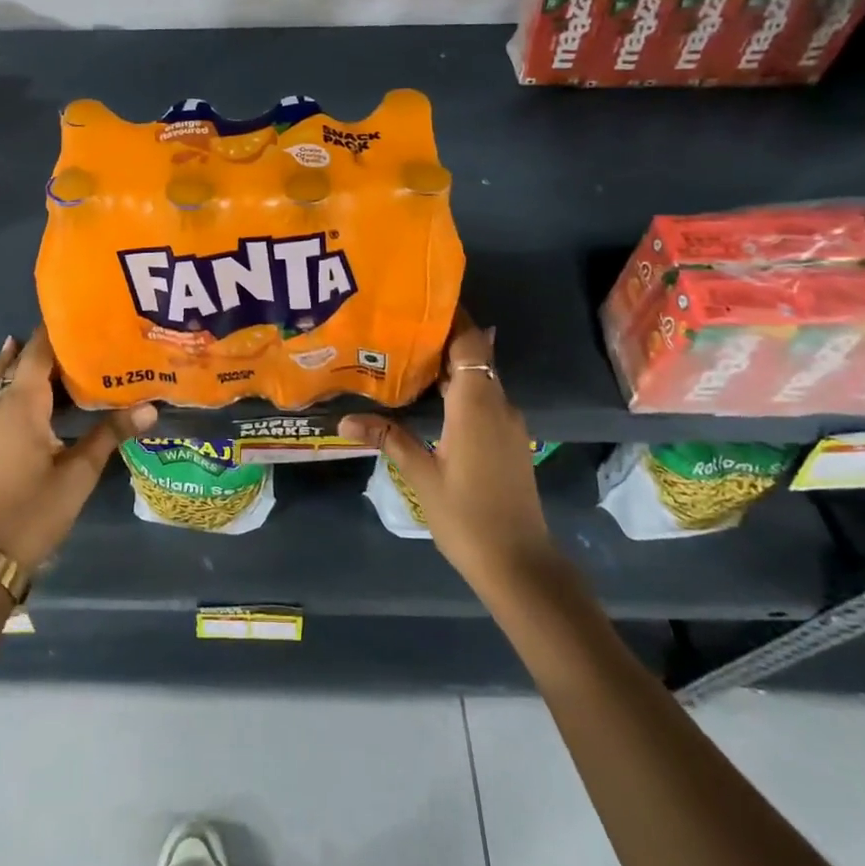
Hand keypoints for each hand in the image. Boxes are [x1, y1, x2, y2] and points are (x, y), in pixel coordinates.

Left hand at [0, 326, 156, 569]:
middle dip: (52, 343)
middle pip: (23, 360)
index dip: (59, 329)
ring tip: (61, 348)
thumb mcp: (80, 471)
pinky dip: (11, 379)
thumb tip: (150, 406)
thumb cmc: (36, 509)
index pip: (38, 351)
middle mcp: (2, 404)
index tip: (88, 312)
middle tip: (89, 332)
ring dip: (30, 360)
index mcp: (21, 404)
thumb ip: (111, 433)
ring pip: (6, 376)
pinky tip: (28, 383)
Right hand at [341, 314, 555, 599]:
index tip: (421, 301)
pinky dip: (459, 389)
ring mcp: (507, 424)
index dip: (452, 318)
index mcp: (477, 404)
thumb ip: (388, 439)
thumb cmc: (467, 517)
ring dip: (450, 365)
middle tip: (399, 327)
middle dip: (442, 338)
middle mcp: (498, 404)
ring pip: (479, 378)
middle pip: (474, 356)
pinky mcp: (508, 441)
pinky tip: (430, 398)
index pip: (470, 343)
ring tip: (406, 356)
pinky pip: (484, 399)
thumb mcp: (421, 476)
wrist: (520, 564)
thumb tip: (344, 420)